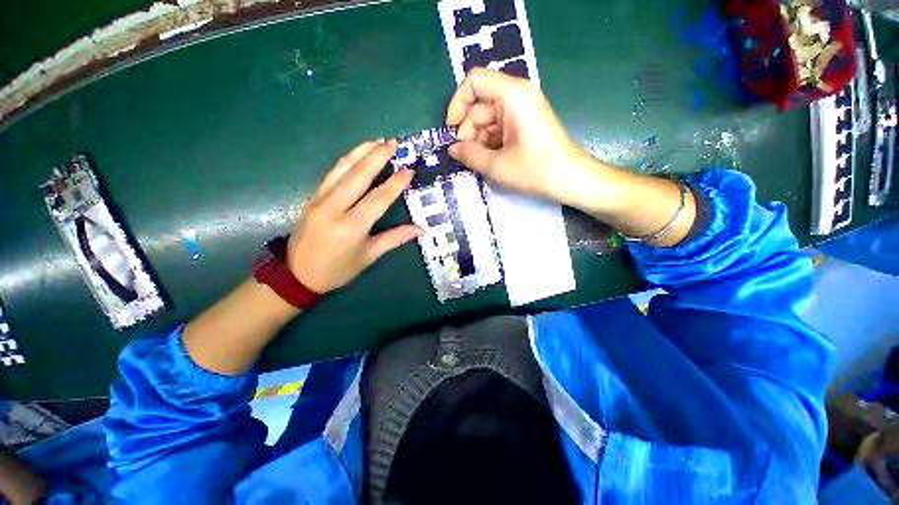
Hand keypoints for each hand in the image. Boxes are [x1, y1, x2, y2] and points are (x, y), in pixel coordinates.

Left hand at [287, 140, 422, 292]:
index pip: (378, 198)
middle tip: (395, 143)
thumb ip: (395, 239)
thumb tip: (421, 230)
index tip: (409, 170)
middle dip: (378, 156)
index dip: (396, 183)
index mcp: (352, 226)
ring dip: (361, 152)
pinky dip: (346, 160)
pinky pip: (332, 174)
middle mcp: (334, 208)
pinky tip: (356, 153)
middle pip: (359, 175)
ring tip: (378, 141)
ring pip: (342, 169)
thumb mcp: (369, 256)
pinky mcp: (312, 197)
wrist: (297, 274)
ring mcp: (320, 199)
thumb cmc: (338, 269)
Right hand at [445, 68, 594, 205]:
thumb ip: (469, 155)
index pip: (474, 81)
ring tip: (478, 162)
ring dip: (479, 140)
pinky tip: (489, 160)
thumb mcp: (496, 165)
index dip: (457, 103)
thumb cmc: (534, 170)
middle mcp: (517, 95)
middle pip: (480, 104)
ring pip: (489, 118)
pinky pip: (500, 127)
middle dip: (468, 130)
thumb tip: (452, 149)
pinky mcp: (525, 123)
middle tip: (465, 156)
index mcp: (512, 95)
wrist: (570, 179)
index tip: (451, 130)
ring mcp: (523, 109)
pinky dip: (490, 142)